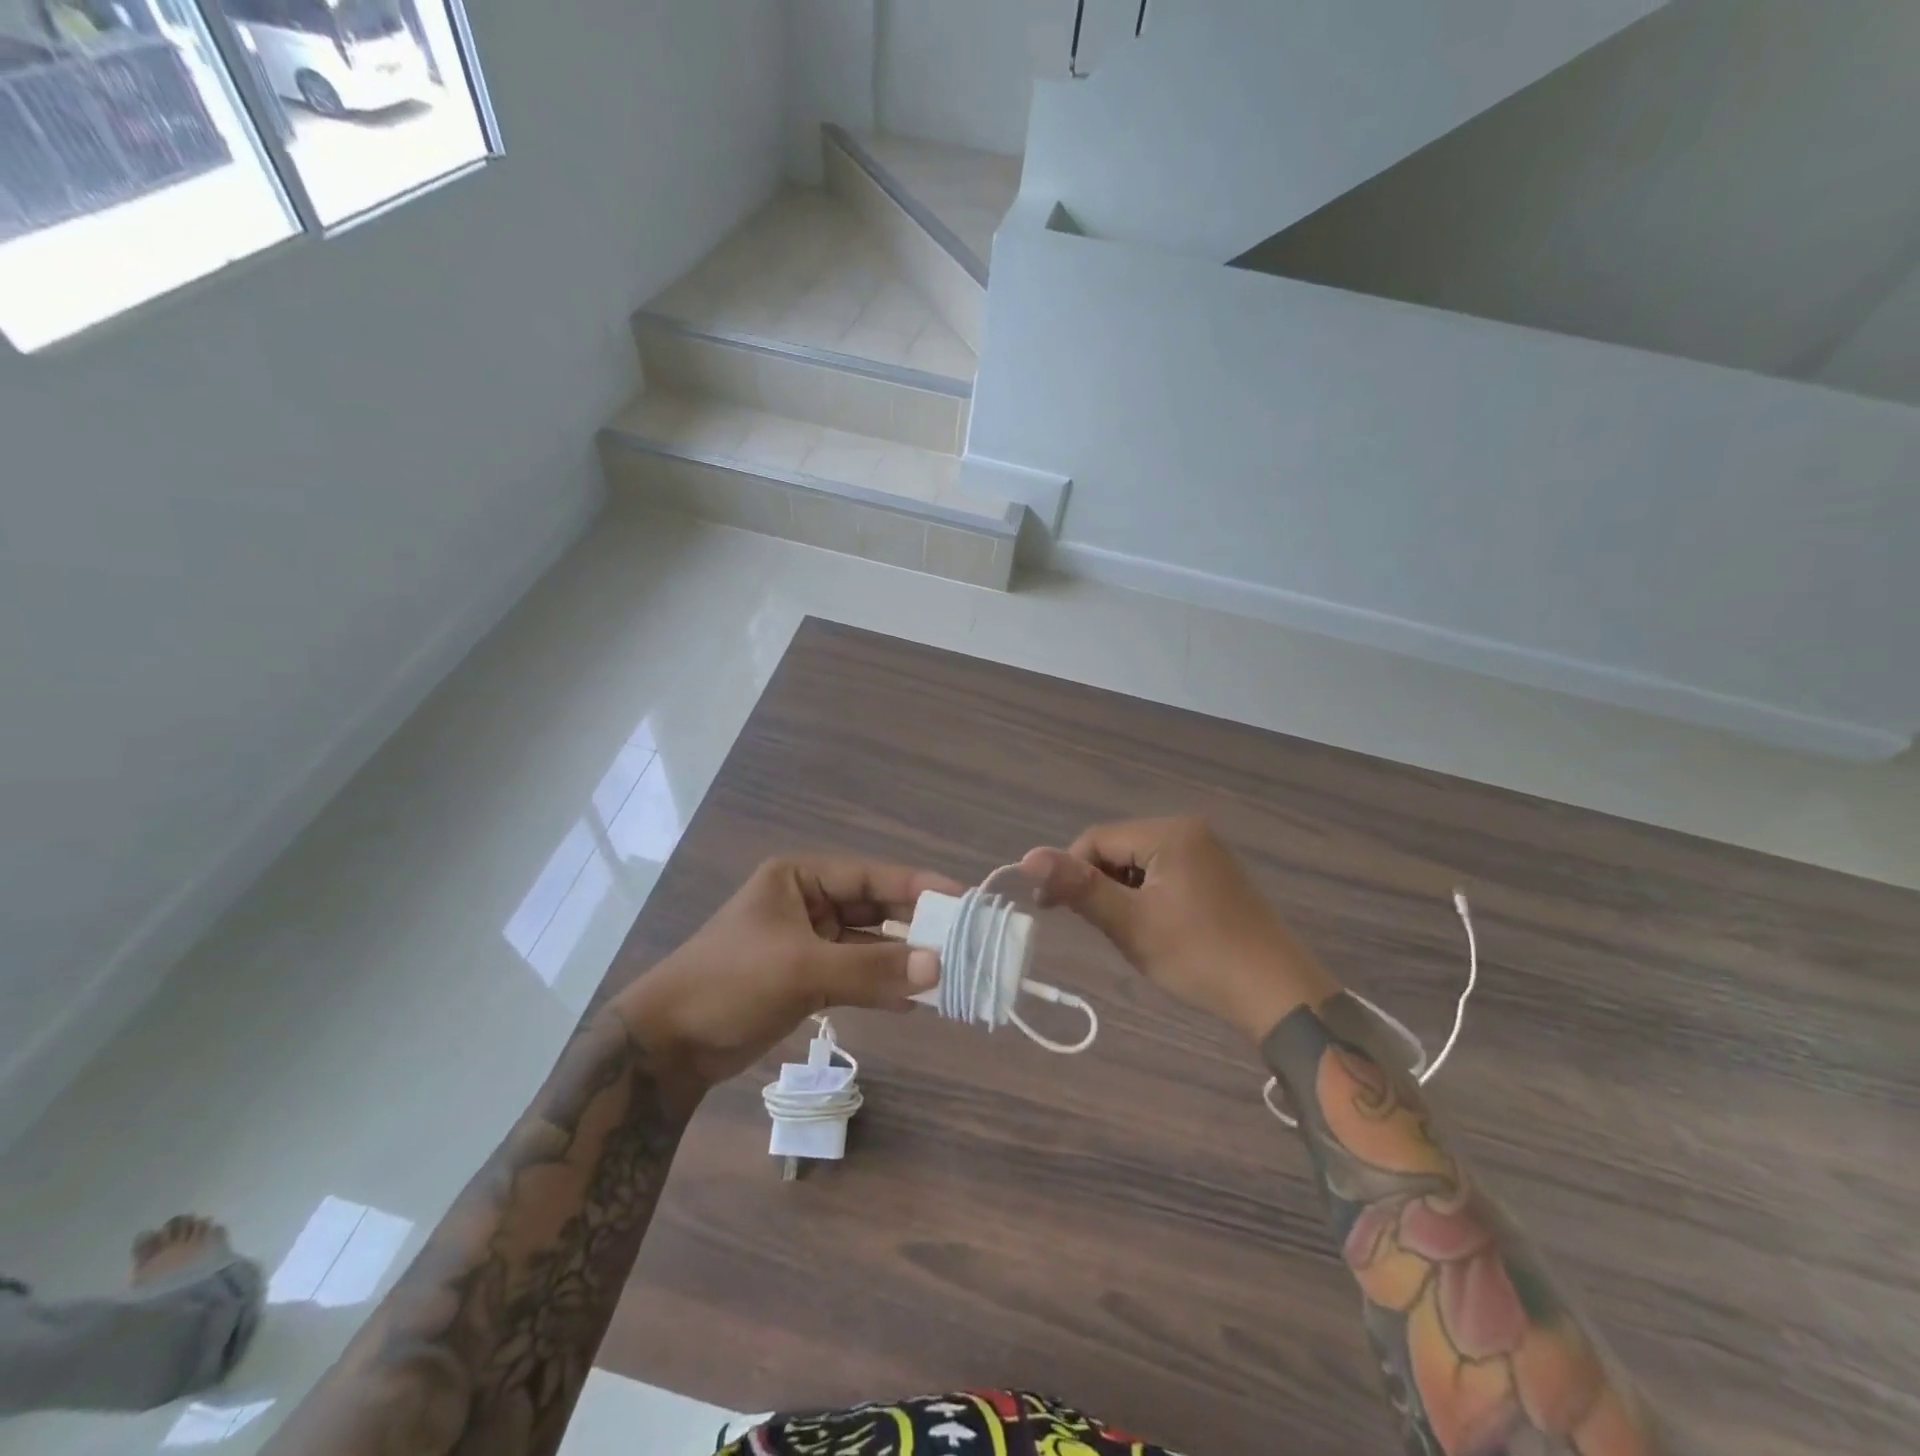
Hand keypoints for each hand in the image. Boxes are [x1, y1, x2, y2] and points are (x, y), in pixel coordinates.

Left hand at [612, 855, 960, 1087]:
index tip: (963, 899)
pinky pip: (855, 974)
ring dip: (901, 960)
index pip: (871, 875)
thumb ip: (872, 967)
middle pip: (873, 908)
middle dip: (914, 927)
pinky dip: (881, 986)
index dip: (917, 886)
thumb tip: (938, 966)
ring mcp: (807, 941)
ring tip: (947, 975)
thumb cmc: (732, 983)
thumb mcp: (803, 969)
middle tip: (962, 942)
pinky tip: (914, 1001)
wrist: (669, 1045)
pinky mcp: (805, 978)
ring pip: (867, 945)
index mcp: (800, 878)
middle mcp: (807, 902)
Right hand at [1022, 817, 1339, 1042]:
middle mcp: (1190, 831)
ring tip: (1128, 933)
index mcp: (1169, 833)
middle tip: (1098, 928)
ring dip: (1122, 894)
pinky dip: (1148, 898)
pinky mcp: (1217, 876)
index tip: (1048, 909)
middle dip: (1099, 885)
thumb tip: (1027, 856)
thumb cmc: (1199, 956)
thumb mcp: (1131, 923)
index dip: (1068, 871)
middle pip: (1118, 849)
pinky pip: (1164, 875)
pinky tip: (1156, 930)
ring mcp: (1208, 853)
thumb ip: (1079, 887)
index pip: (1096, 839)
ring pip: (1139, 865)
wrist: (1278, 994)